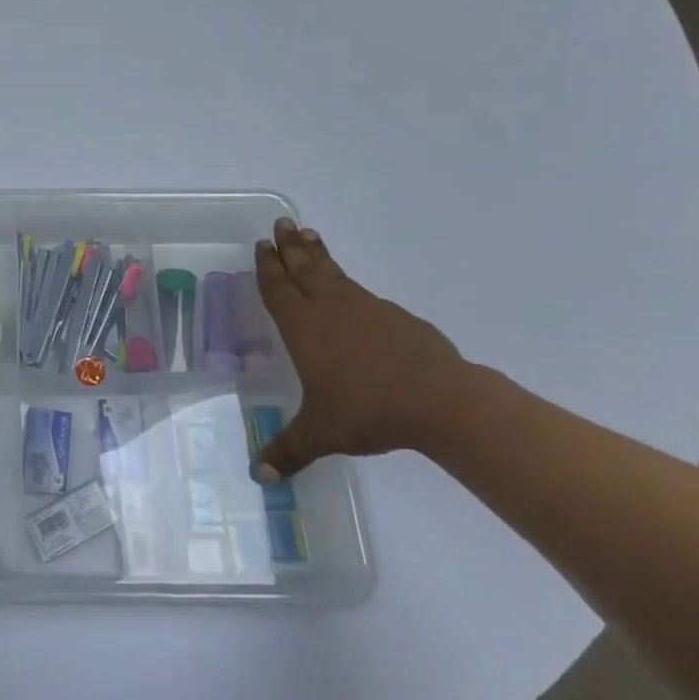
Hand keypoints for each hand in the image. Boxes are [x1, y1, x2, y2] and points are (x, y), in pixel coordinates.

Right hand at [251, 219, 473, 478]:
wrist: (440, 401)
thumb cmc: (368, 410)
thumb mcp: (321, 433)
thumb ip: (288, 450)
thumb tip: (258, 476)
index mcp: (304, 327)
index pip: (279, 287)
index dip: (268, 266)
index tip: (263, 243)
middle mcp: (331, 308)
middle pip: (305, 268)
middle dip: (290, 246)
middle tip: (281, 223)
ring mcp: (367, 309)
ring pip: (335, 273)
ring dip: (319, 254)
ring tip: (310, 236)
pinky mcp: (397, 317)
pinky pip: (362, 292)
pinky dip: (348, 281)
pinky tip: (352, 290)